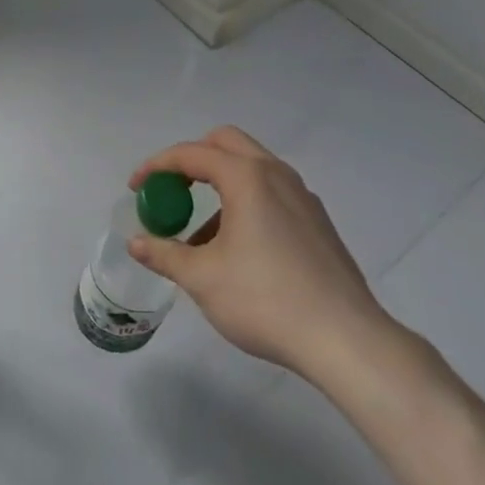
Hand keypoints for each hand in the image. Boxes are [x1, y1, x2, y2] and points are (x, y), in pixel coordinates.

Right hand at [128, 126, 397, 390]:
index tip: (136, 187)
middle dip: (191, 160)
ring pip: (251, 167)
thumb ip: (165, 254)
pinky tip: (240, 251)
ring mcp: (302, 195)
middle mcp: (275, 173)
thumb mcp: (203, 279)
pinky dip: (245, 202)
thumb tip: (136, 243)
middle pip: (225, 143)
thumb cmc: (267, 300)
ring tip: (202, 235)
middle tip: (172, 191)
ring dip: (219, 185)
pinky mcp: (318, 221)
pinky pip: (271, 192)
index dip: (157, 166)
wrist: (348, 341)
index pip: (190, 154)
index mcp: (246, 176)